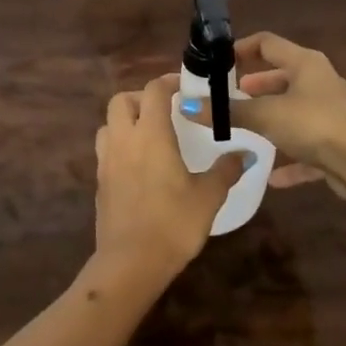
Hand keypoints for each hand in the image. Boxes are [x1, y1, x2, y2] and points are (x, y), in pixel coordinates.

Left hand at [89, 73, 242, 296]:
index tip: (185, 87)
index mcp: (150, 135)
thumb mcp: (208, 197)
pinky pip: (106, 151)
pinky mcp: (99, 183)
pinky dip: (120, 146)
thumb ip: (226, 170)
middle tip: (164, 111)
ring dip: (126, 121)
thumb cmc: (173, 224)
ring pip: (108, 125)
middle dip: (141, 98)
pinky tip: (140, 167)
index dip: (168, 82)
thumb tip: (245, 154)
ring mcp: (106, 162)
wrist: (130, 263)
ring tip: (150, 136)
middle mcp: (123, 140)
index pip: (153, 91)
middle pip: (121, 101)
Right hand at [185, 32, 345, 200]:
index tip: (218, 62)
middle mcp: (320, 82)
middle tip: (230, 96)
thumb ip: (228, 113)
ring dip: (271, 119)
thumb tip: (189, 106)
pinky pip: (306, 148)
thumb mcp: (265, 115)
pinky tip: (270, 176)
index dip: (241, 48)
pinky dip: (288, 158)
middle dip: (256, 86)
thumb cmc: (313, 124)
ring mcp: (330, 114)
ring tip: (244, 129)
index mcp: (305, 63)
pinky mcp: (337, 144)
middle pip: (282, 76)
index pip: (268, 43)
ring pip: (294, 111)